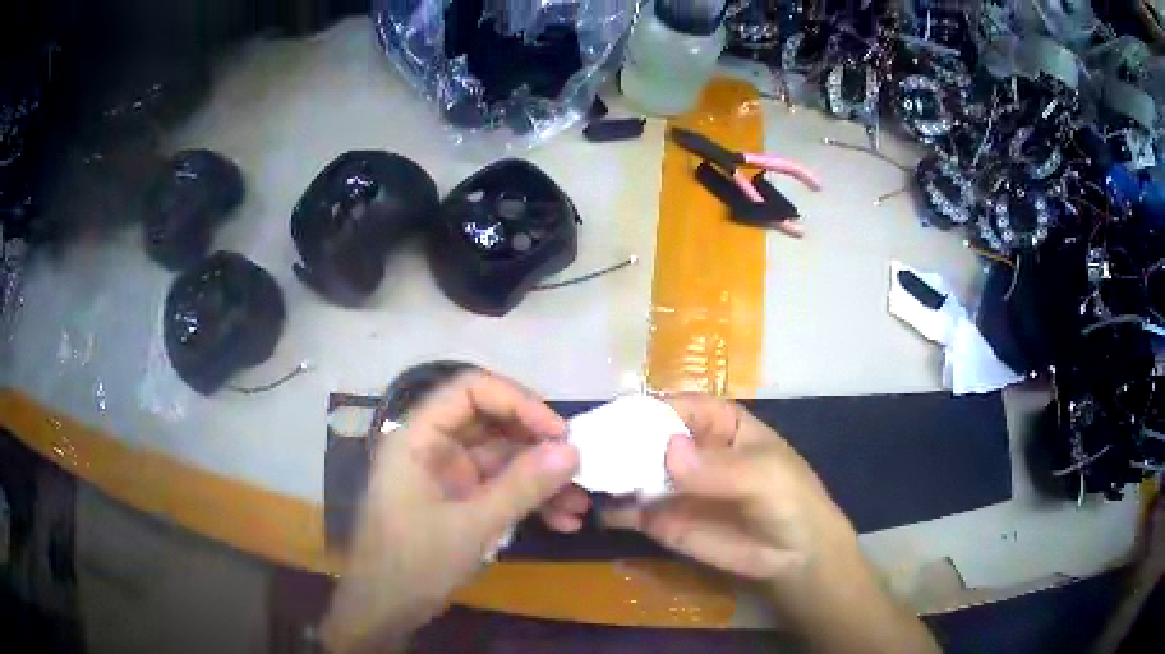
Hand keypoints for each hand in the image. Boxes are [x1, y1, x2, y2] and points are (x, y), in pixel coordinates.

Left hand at [320, 371, 579, 652]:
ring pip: (503, 460)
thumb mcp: (471, 526)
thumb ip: (521, 487)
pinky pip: (501, 489)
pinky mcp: (460, 502)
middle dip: (538, 445)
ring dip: (542, 479)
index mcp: (419, 438)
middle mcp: (434, 448)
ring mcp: (448, 476)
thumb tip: (573, 451)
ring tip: (580, 504)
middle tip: (579, 466)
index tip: (558, 432)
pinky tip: (562, 521)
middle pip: (492, 424)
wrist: (385, 610)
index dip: (517, 402)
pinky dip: (530, 501)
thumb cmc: (414, 563)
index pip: (470, 390)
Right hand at [602, 393, 855, 584]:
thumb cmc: (790, 502)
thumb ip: (718, 468)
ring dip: (605, 473)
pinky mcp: (660, 520)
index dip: (644, 409)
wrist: (793, 559)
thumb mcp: (764, 476)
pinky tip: (590, 508)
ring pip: (630, 471)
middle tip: (580, 450)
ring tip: (576, 477)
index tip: (611, 419)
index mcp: (717, 423)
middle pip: (644, 437)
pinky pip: (629, 509)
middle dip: (614, 441)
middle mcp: (687, 449)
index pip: (675, 406)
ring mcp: (671, 486)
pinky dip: (609, 507)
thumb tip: (669, 451)